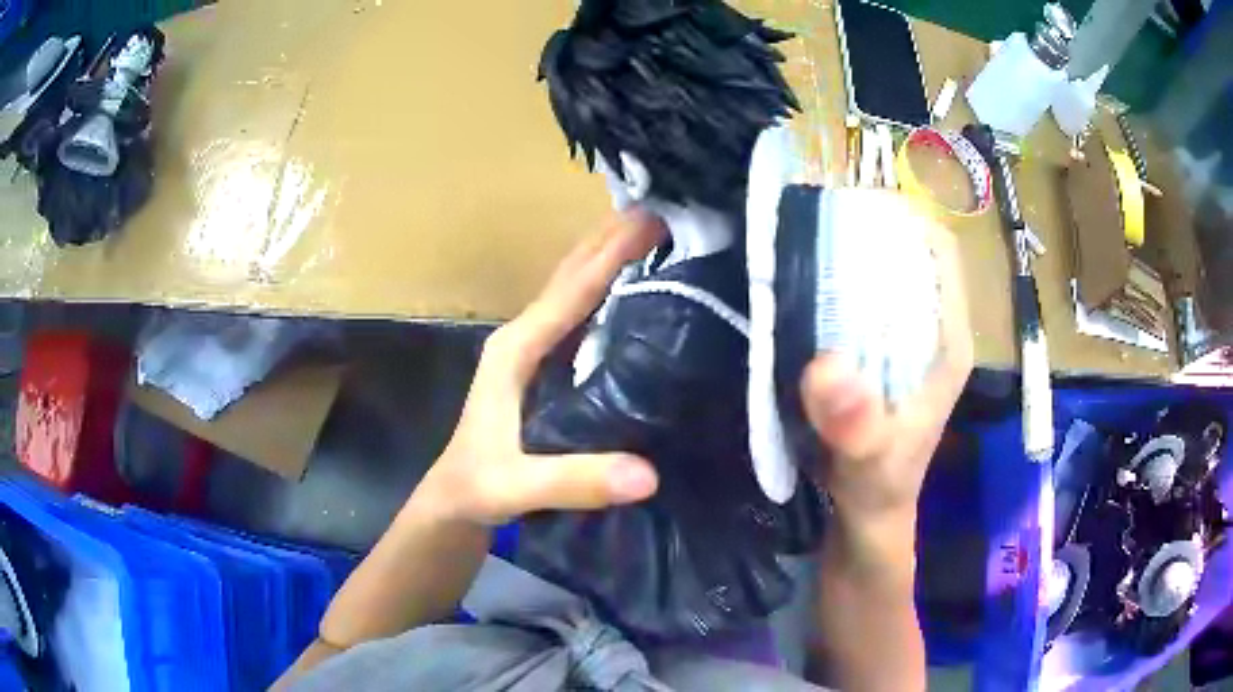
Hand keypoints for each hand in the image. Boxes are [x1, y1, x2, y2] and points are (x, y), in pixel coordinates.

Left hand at [419, 212, 665, 525]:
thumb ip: (573, 481)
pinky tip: (641, 292)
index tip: (653, 219)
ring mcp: (534, 350)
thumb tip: (647, 475)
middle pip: (572, 275)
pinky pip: (583, 316)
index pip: (570, 291)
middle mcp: (524, 337)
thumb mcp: (516, 487)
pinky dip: (610, 293)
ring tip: (658, 234)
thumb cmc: (477, 488)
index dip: (611, 254)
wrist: (455, 499)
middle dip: (613, 239)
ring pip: (577, 290)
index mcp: (515, 350)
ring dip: (612, 258)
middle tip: (666, 210)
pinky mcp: (547, 367)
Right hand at [801, 196, 972, 526]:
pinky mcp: (876, 354)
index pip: (940, 251)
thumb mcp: (870, 463)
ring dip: (846, 255)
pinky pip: (857, 303)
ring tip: (799, 241)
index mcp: (949, 340)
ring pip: (881, 276)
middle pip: (907, 254)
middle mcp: (931, 329)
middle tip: (811, 221)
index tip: (851, 205)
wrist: (866, 514)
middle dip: (867, 230)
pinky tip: (797, 288)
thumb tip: (826, 365)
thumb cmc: (879, 488)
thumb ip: (857, 427)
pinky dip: (832, 287)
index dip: (905, 217)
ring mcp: (904, 340)